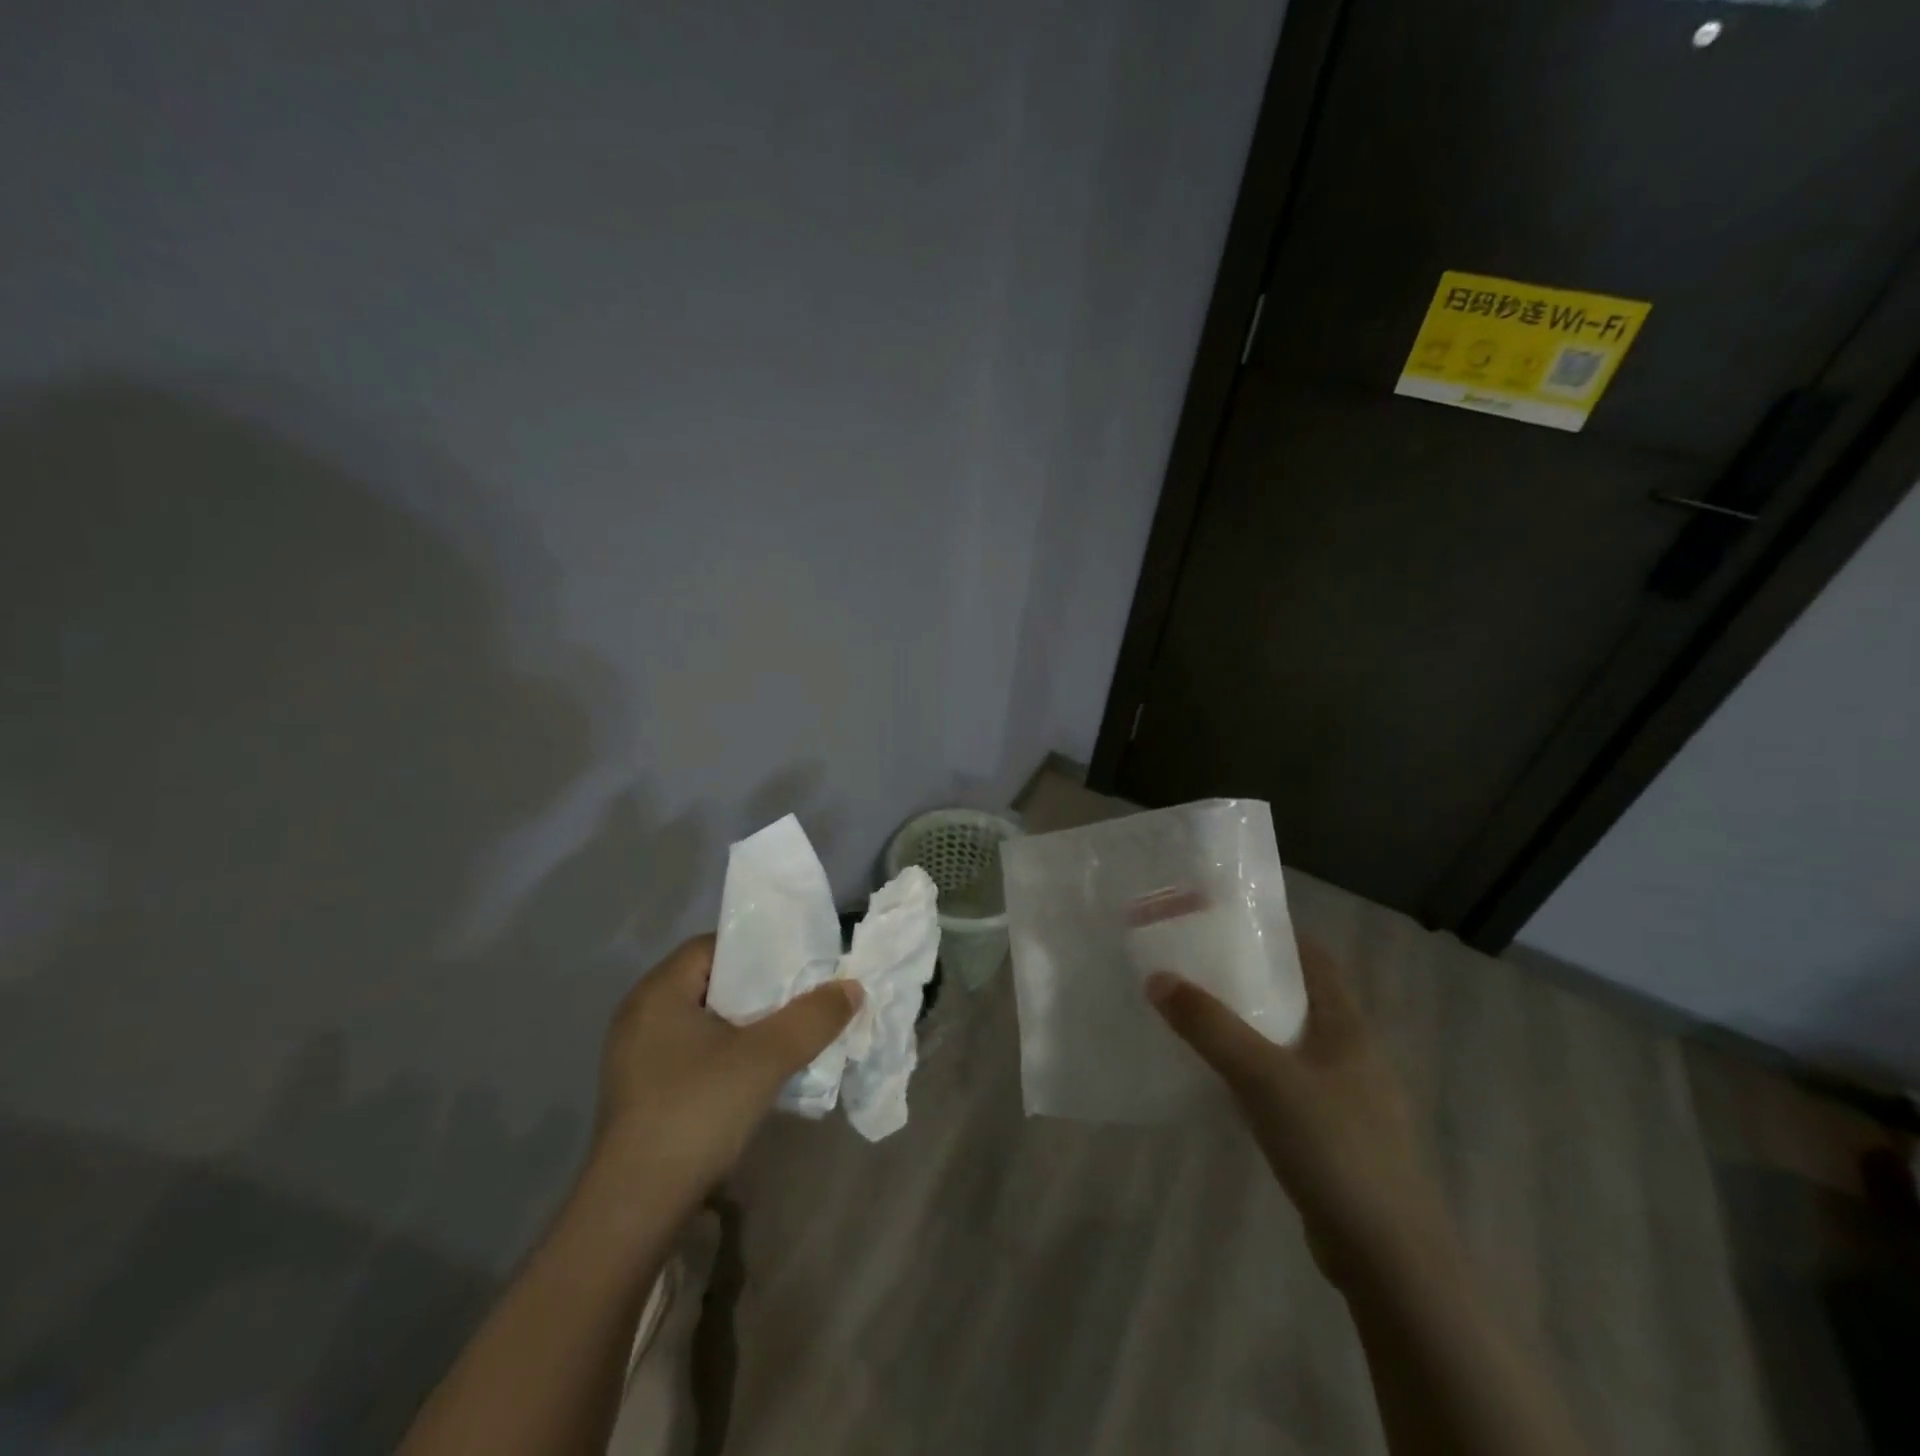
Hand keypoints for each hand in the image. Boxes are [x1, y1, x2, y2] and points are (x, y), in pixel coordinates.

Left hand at [590, 934, 861, 1209]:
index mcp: (658, 991)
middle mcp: (641, 1015)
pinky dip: (727, 1052)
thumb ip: (813, 1017)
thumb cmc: (697, 1112)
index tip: (798, 965)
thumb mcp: (766, 1058)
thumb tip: (852, 988)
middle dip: (760, 989)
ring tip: (789, 1034)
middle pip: (712, 982)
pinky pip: (693, 1052)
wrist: (636, 1209)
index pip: (714, 946)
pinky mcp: (643, 1091)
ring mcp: (637, 1056)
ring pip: (705, 1021)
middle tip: (802, 998)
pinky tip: (756, 1073)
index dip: (759, 950)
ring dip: (746, 1025)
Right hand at [1147, 942, 1445, 1286]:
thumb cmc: (1334, 1148)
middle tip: (1197, 965)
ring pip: (1290, 1043)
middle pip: (1299, 998)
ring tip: (1199, 1015)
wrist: (1388, 1258)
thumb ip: (1210, 1027)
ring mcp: (1346, 1098)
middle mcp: (1352, 1054)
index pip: (1315, 959)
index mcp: (1348, 1027)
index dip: (1275, 935)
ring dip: (1251, 1026)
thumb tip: (1158, 978)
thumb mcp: (1264, 1077)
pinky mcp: (1333, 1136)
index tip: (1225, 923)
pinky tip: (1222, 1080)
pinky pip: (1288, 1084)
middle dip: (1252, 979)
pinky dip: (1255, 1070)